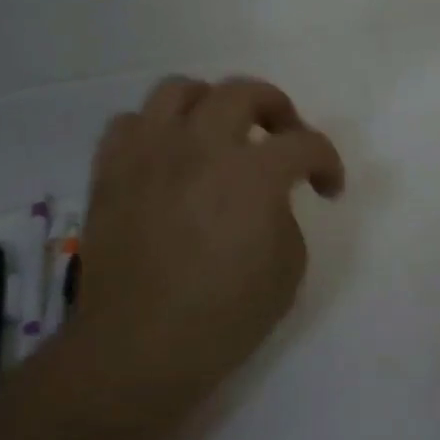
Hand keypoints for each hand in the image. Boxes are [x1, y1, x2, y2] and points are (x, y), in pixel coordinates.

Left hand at [61, 75, 344, 428]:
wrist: (138, 349)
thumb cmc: (224, 317)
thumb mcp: (288, 269)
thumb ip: (284, 216)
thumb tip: (265, 199)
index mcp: (253, 174)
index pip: (305, 144)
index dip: (327, 162)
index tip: (328, 187)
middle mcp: (200, 147)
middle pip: (244, 91)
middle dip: (276, 108)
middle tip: (283, 138)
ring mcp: (149, 154)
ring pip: (180, 90)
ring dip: (211, 104)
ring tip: (220, 133)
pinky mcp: (111, 172)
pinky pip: (130, 123)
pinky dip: (156, 130)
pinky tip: (168, 157)